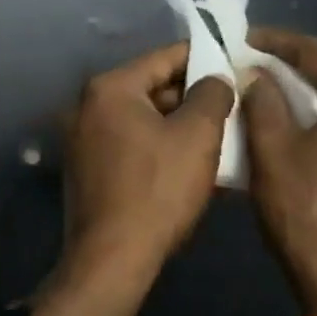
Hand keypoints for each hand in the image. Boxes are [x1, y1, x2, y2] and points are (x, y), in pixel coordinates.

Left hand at [59, 43, 235, 303]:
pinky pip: (130, 142)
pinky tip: (189, 160)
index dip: (203, 57)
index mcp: (109, 88)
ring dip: (178, 124)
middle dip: (192, 95)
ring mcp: (81, 137)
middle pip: (151, 87)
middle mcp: (87, 105)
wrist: (112, 259)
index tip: (234, 60)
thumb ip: (212, 94)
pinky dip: (158, 144)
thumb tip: (216, 77)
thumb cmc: (157, 190)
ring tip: (220, 133)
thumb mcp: (197, 136)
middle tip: (232, 103)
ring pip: (142, 118)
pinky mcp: (86, 167)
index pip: (164, 58)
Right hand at [242, 28, 316, 315]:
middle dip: (290, 67)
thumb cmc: (306, 212)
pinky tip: (289, 123)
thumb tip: (254, 72)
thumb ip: (263, 100)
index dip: (277, 41)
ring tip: (262, 88)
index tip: (242, 36)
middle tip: (248, 61)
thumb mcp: (272, 149)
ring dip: (303, 95)